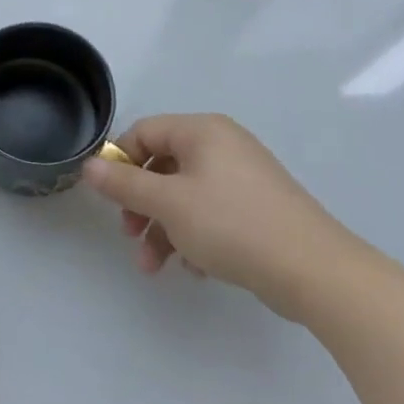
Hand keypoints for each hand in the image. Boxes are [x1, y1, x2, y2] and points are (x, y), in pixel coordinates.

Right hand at [81, 113, 357, 320]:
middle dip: (141, 205)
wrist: (315, 272)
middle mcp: (222, 145)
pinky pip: (211, 213)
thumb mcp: (168, 203)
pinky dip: (194, 236)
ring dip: (162, 229)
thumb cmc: (232, 225)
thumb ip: (124, 184)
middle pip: (162, 166)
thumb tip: (88, 166)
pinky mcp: (258, 209)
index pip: (143, 132)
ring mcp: (243, 177)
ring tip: (154, 267)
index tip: (110, 198)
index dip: (120, 162)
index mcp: (202, 131)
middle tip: (130, 236)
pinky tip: (195, 268)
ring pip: (184, 195)